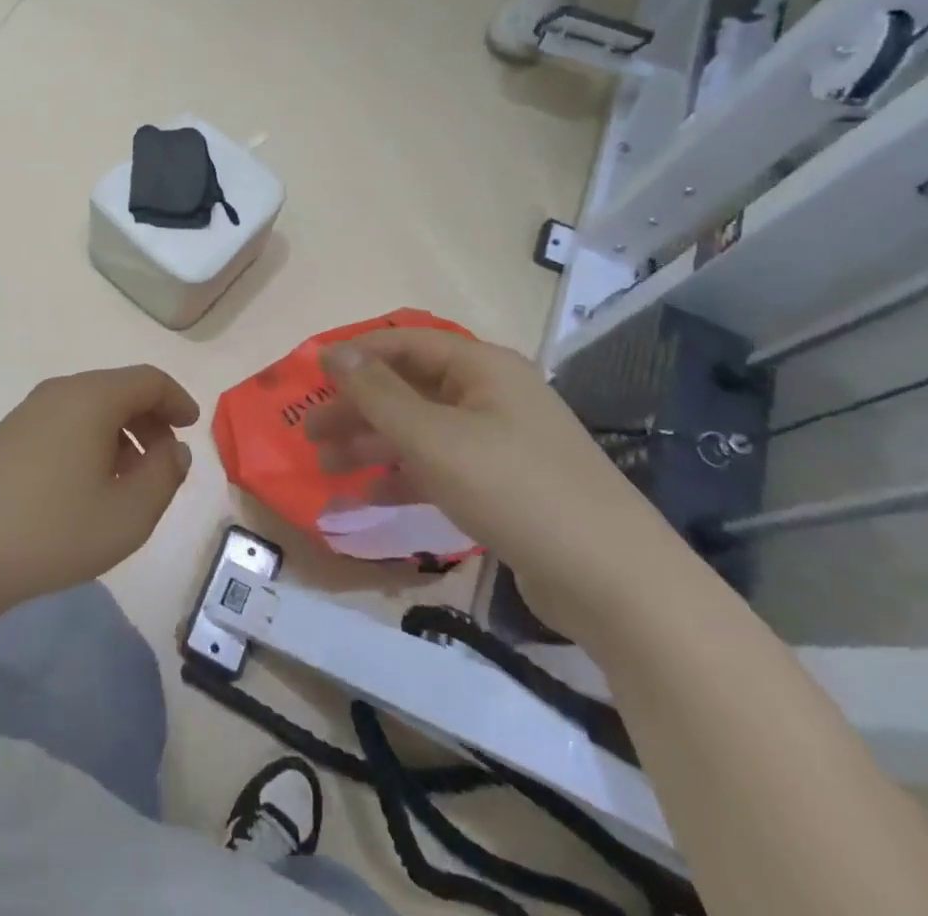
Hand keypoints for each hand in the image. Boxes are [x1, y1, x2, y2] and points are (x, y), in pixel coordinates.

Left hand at [0, 366, 197, 609]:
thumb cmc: (54, 530)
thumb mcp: (129, 514)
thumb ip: (164, 475)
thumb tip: (173, 449)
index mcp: (92, 397)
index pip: (148, 380)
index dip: (177, 400)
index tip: (191, 428)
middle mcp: (60, 391)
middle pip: (119, 389)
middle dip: (150, 419)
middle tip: (165, 459)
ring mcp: (29, 411)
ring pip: (91, 406)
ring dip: (120, 432)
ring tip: (129, 479)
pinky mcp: (9, 434)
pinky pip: (65, 421)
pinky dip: (91, 439)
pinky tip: (88, 483)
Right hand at [306, 331, 679, 637]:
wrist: (617, 584)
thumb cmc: (515, 490)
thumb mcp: (434, 438)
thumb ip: (377, 393)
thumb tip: (333, 352)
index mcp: (481, 367)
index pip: (404, 343)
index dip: (355, 356)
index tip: (310, 377)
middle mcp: (491, 395)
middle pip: (408, 388)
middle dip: (356, 409)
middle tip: (310, 434)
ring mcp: (500, 441)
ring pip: (420, 430)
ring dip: (372, 445)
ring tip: (326, 469)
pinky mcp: (505, 485)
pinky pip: (440, 467)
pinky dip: (403, 477)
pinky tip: (368, 497)